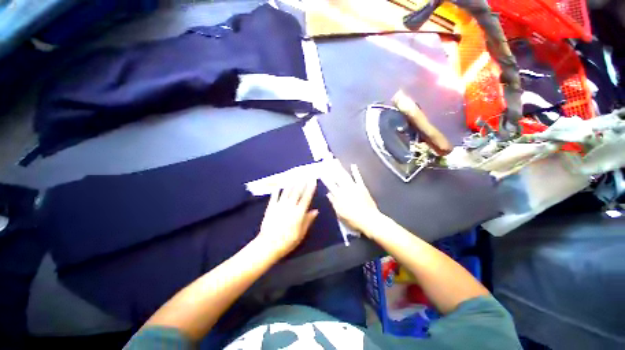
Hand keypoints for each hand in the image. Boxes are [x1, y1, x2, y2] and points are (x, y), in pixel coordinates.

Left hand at [256, 179, 318, 258]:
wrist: (268, 244)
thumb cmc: (288, 241)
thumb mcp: (301, 233)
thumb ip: (308, 220)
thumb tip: (315, 210)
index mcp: (299, 212)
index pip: (306, 197)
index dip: (310, 188)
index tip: (313, 180)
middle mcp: (290, 206)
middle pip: (297, 192)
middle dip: (302, 183)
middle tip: (305, 175)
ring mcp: (280, 205)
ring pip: (287, 192)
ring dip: (291, 184)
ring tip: (294, 177)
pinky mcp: (271, 207)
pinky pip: (275, 196)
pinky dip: (277, 191)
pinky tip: (279, 186)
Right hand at [321, 160, 381, 234]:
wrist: (369, 219)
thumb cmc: (352, 219)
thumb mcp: (339, 213)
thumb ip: (334, 202)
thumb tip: (328, 193)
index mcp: (339, 195)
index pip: (329, 184)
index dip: (324, 176)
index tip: (320, 170)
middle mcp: (345, 188)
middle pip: (336, 176)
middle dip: (331, 167)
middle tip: (326, 159)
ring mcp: (354, 186)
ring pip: (345, 175)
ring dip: (340, 167)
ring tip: (335, 160)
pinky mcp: (362, 187)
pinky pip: (358, 178)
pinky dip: (355, 171)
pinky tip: (353, 165)